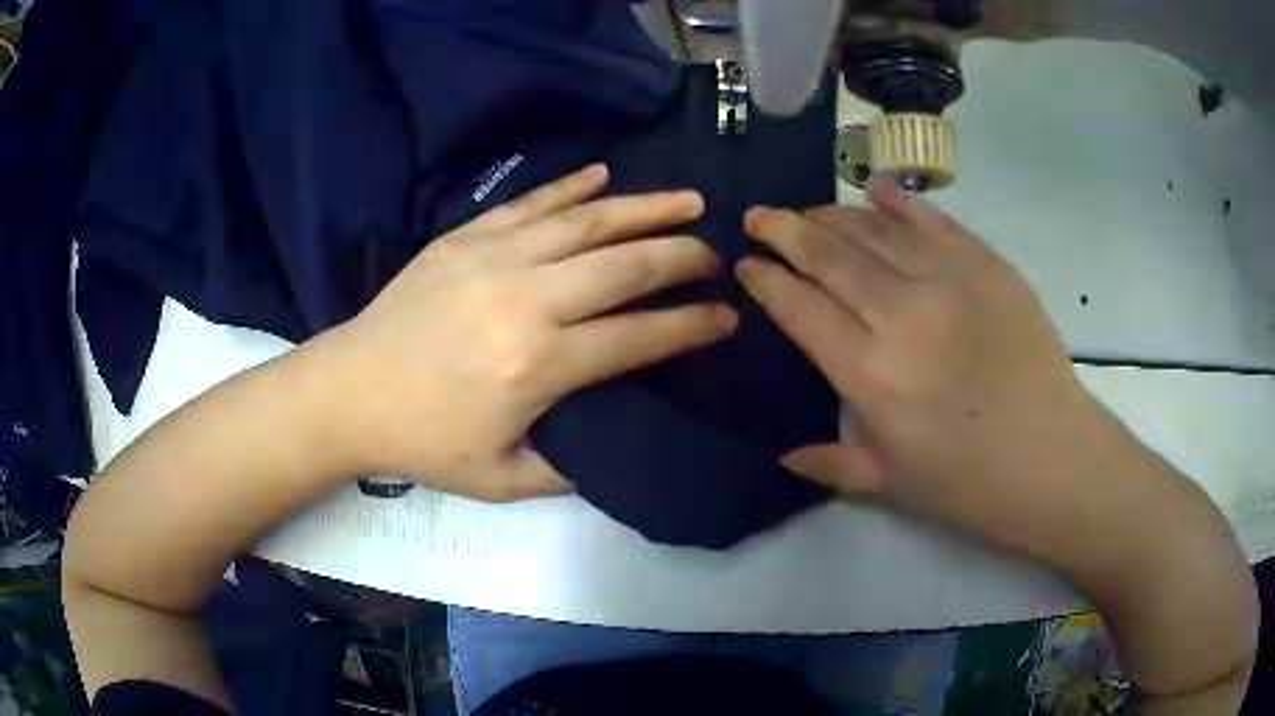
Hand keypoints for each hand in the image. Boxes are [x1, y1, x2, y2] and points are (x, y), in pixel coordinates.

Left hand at [320, 165, 736, 501]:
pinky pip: (531, 202)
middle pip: (626, 264)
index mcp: (539, 365)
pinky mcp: (466, 237)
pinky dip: (572, 186)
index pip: (639, 336)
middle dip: (683, 256)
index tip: (726, 316)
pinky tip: (605, 175)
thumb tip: (615, 439)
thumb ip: (568, 468)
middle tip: (716, 255)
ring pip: (587, 221)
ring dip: (646, 207)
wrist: (349, 391)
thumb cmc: (423, 441)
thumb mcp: (502, 479)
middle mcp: (527, 300)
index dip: (691, 326)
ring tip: (689, 199)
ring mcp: (494, 257)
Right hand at [738, 180, 1128, 559]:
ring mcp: (947, 280)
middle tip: (759, 216)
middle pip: (828, 255)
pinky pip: (930, 220)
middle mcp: (900, 315)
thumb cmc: (968, 481)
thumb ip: (830, 462)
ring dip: (832, 216)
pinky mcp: (985, 264)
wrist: (1052, 457)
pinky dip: (897, 201)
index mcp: (869, 374)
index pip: (800, 309)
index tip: (746, 264)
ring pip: (873, 230)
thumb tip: (784, 453)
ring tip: (809, 212)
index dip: (767, 281)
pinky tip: (872, 189)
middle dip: (784, 231)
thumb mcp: (889, 483)